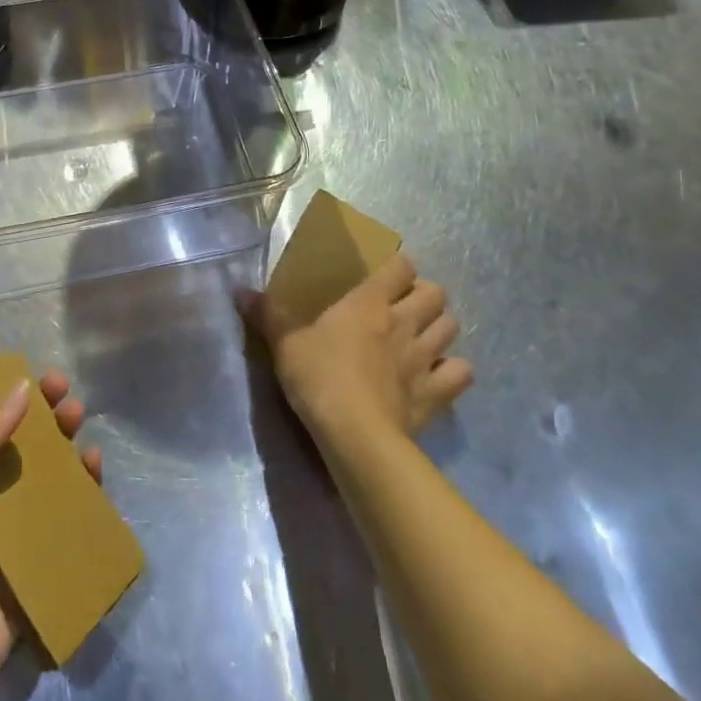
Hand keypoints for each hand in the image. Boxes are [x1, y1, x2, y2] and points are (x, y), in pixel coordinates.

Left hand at [0, 333, 101, 700]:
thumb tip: (21, 388)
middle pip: (7, 425)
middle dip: (31, 398)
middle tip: (55, 383)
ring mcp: (5, 512)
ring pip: (39, 457)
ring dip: (59, 431)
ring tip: (75, 413)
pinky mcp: (32, 544)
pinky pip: (62, 503)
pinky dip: (80, 479)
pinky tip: (91, 462)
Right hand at [242, 253, 471, 445]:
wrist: (354, 434)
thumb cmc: (318, 377)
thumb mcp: (284, 342)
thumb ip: (267, 314)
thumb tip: (239, 290)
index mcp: (369, 302)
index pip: (400, 266)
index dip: (399, 267)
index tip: (388, 275)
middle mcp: (403, 322)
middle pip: (435, 293)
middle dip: (426, 295)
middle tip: (407, 307)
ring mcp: (424, 358)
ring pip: (452, 328)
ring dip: (441, 328)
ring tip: (424, 337)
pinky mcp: (436, 394)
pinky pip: (460, 373)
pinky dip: (454, 372)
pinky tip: (439, 376)